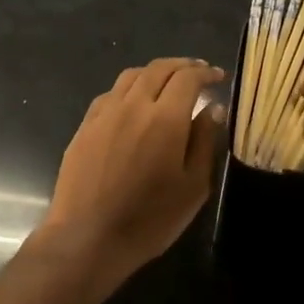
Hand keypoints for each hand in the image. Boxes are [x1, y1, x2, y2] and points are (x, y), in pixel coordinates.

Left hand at [41, 58, 224, 281]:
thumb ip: (204, 141)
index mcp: (165, 118)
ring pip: (132, 76)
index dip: (206, 73)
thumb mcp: (193, 186)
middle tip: (198, 73)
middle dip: (182, 65)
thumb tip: (212, 108)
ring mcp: (104, 113)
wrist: (87, 237)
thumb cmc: (150, 219)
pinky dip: (130, 88)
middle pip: (159, 68)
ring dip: (155, 72)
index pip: (188, 78)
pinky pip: (111, 94)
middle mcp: (133, 105)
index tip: (218, 77)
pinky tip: (135, 103)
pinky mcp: (85, 126)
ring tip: (168, 83)